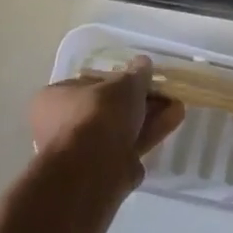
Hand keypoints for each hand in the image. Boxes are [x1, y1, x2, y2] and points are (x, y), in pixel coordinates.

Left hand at [29, 58, 185, 192]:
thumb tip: (143, 63)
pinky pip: (130, 146)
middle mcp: (64, 124)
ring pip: (122, 128)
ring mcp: (84, 150)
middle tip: (164, 93)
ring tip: (177, 105)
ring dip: (150, 116)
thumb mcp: (123, 85)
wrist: (92, 167)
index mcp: (55, 98)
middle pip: (109, 108)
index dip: (119, 80)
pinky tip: (173, 120)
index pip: (90, 84)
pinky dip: (150, 133)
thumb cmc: (98, 114)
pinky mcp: (104, 170)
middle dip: (140, 101)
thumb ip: (136, 74)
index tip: (143, 79)